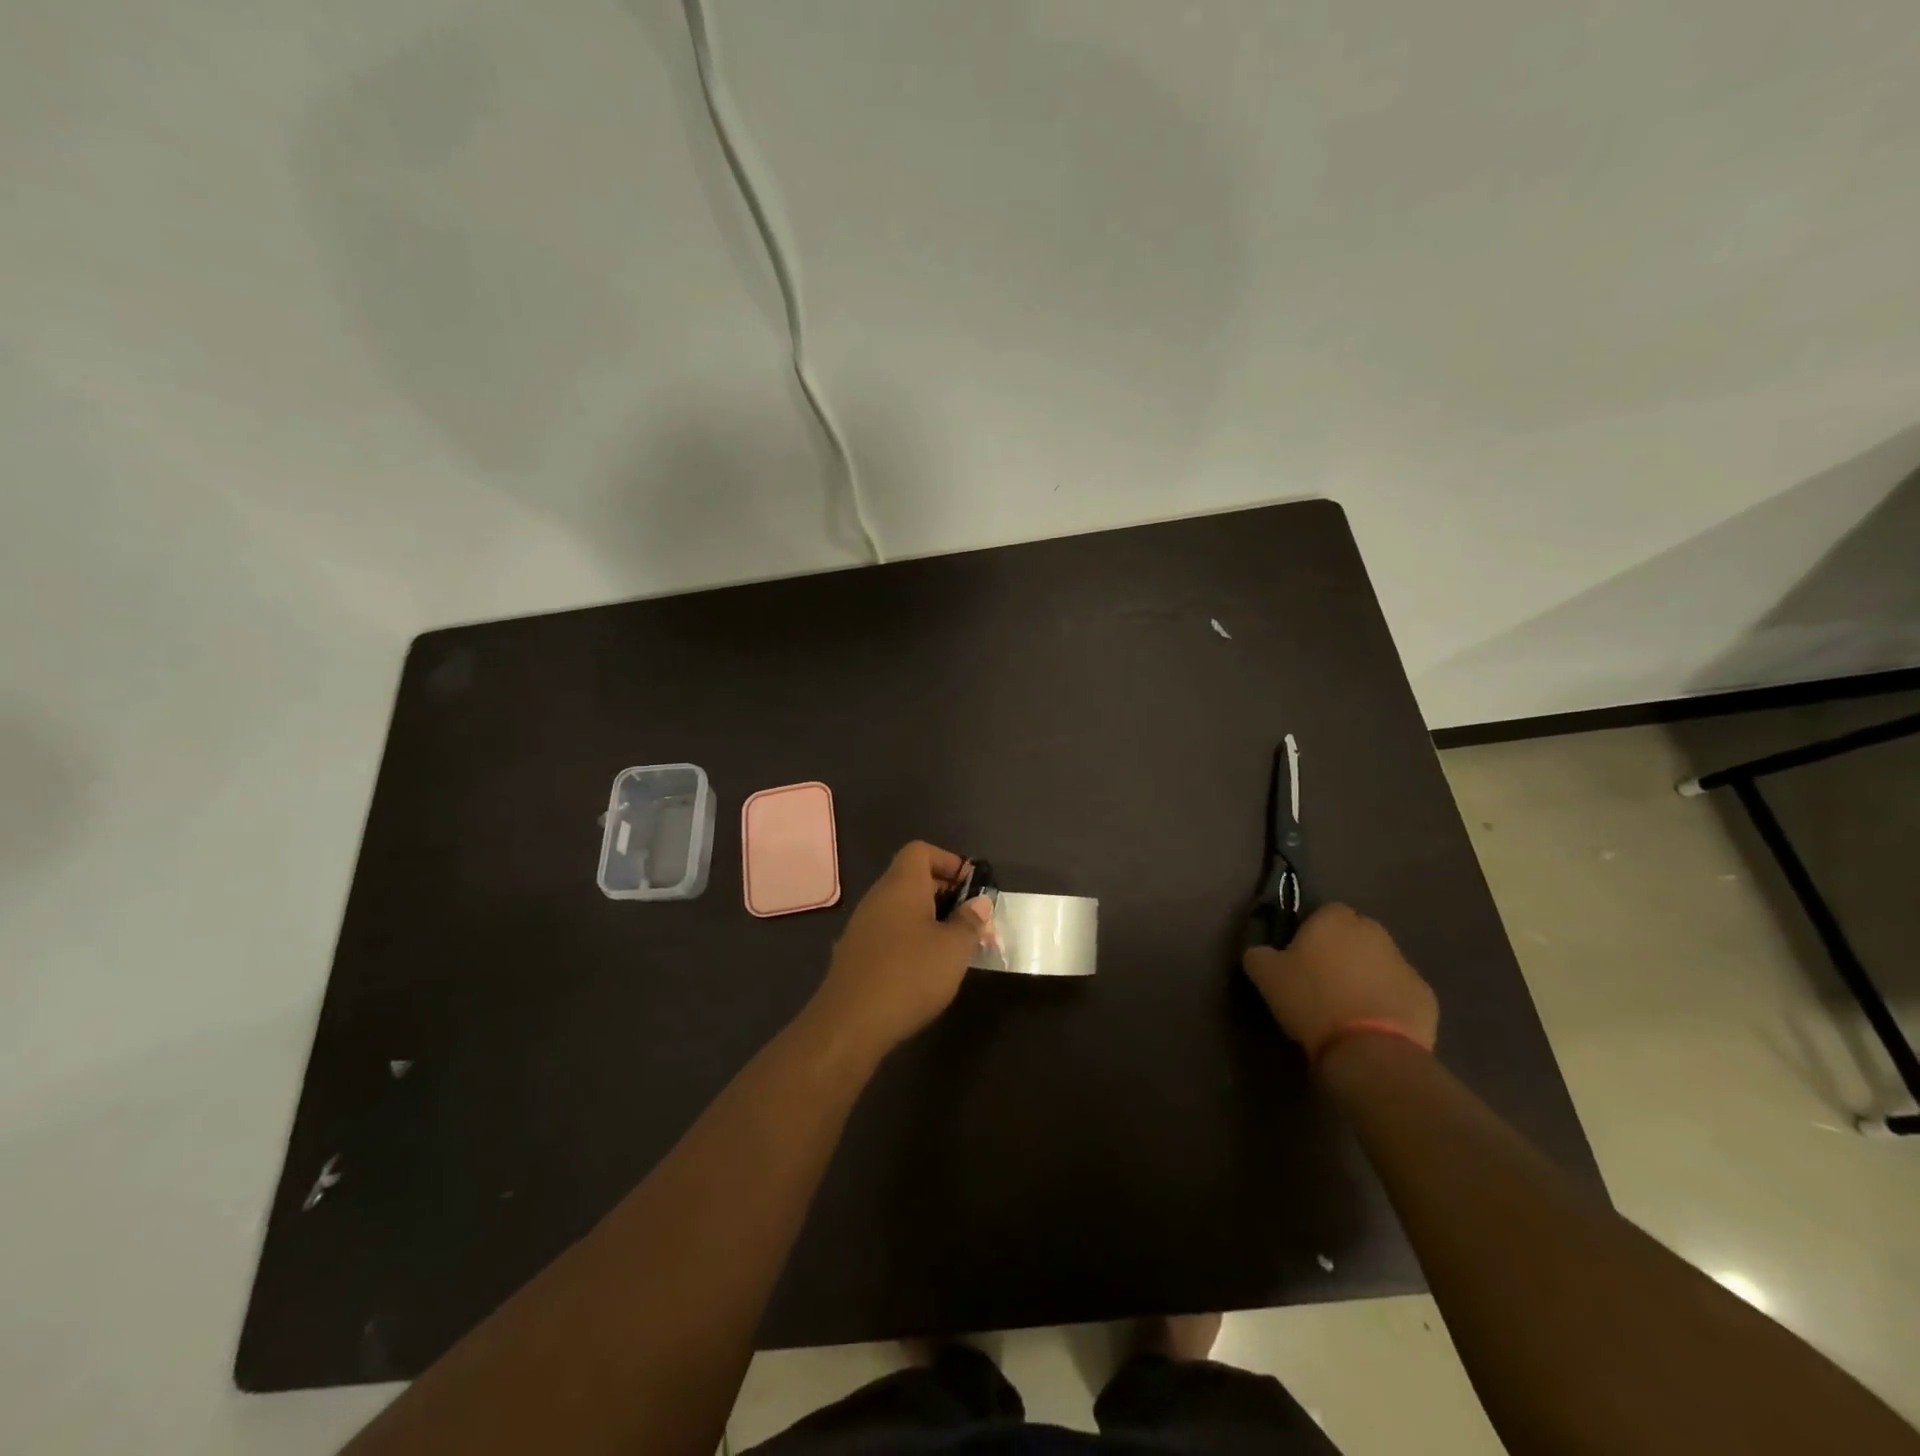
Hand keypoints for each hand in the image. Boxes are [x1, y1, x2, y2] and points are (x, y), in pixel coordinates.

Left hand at [805, 841, 990, 1058]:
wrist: (849, 1023)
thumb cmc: (910, 974)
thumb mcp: (954, 948)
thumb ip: (970, 921)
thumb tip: (979, 903)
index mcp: (901, 884)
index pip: (921, 851)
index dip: (949, 862)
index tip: (972, 889)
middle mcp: (878, 897)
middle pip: (913, 879)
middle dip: (946, 895)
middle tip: (972, 923)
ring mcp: (863, 926)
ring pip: (902, 908)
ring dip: (930, 920)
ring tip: (955, 949)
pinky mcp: (856, 954)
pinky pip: (890, 932)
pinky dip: (911, 940)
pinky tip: (926, 970)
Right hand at [1242, 903, 1437, 1061]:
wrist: (1369, 1049)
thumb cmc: (1312, 1000)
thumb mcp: (1266, 976)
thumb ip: (1259, 954)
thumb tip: (1260, 951)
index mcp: (1336, 920)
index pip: (1325, 912)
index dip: (1313, 932)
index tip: (1301, 957)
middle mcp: (1374, 932)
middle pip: (1356, 935)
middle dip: (1343, 951)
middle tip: (1322, 981)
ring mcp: (1405, 964)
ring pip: (1380, 963)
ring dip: (1366, 976)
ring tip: (1347, 1007)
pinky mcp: (1426, 996)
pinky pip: (1399, 992)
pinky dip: (1387, 1002)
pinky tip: (1371, 1025)